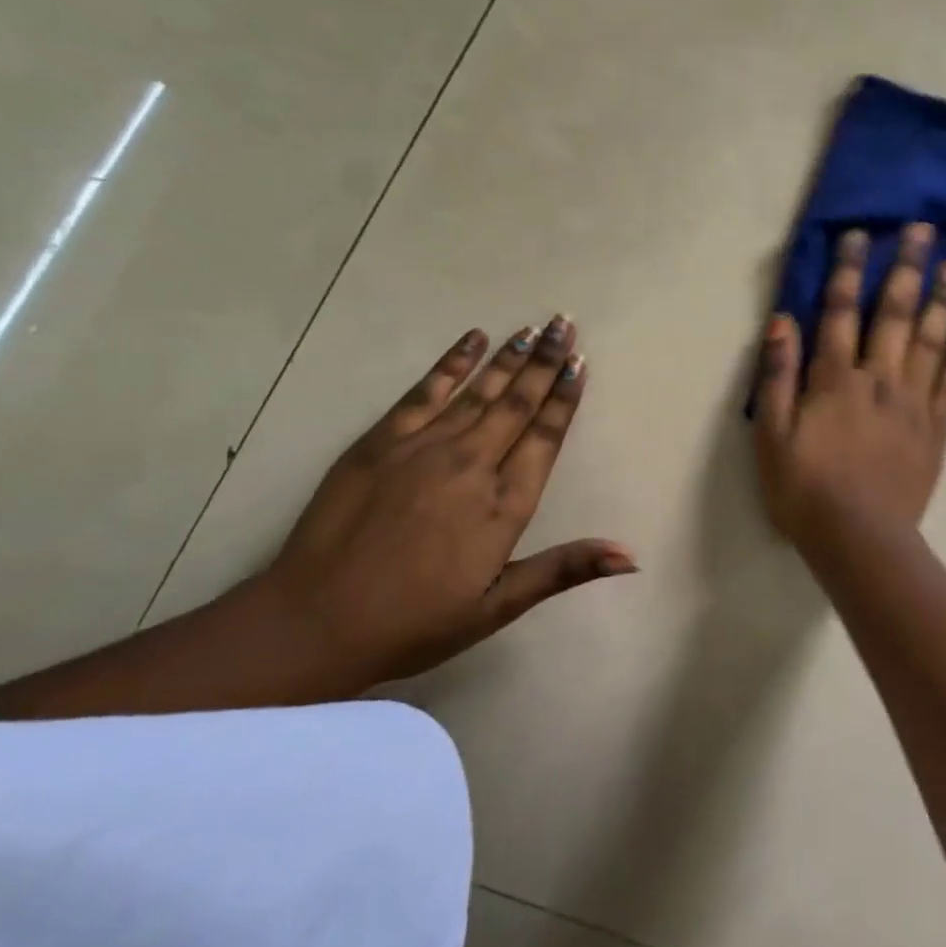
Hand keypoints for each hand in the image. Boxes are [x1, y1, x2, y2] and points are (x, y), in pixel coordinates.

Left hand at [261, 314, 635, 686]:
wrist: (315, 622)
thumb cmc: (415, 620)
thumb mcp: (498, 607)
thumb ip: (564, 570)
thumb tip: (631, 557)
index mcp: (504, 505)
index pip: (545, 437)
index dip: (565, 398)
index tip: (579, 363)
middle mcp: (472, 464)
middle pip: (518, 403)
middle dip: (544, 361)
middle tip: (564, 324)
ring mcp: (425, 448)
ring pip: (480, 391)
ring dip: (509, 357)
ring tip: (534, 327)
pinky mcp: (382, 441)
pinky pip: (425, 391)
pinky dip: (452, 362)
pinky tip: (473, 339)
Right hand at [754, 223, 945, 548]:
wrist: (859, 541)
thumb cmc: (804, 490)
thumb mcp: (770, 436)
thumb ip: (775, 377)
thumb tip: (782, 321)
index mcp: (835, 380)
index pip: (839, 313)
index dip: (847, 271)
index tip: (859, 234)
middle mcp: (879, 380)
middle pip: (894, 315)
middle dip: (907, 268)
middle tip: (923, 230)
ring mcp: (913, 404)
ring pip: (931, 341)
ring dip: (944, 301)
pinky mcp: (936, 430)